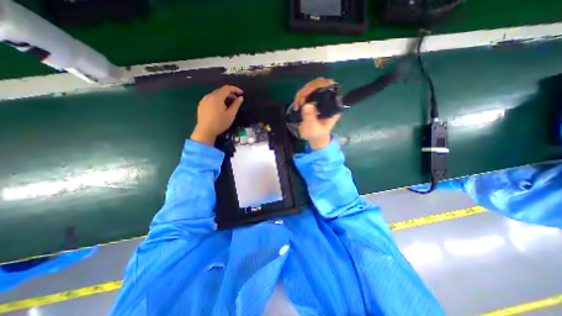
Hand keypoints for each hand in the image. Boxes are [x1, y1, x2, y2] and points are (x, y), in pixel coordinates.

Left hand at [190, 85, 244, 145]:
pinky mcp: (201, 105)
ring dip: (224, 97)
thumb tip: (240, 98)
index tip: (241, 93)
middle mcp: (209, 96)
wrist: (205, 131)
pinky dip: (218, 100)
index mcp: (216, 97)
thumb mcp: (231, 115)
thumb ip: (236, 105)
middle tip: (237, 100)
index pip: (227, 88)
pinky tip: (221, 107)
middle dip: (230, 93)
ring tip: (229, 104)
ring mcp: (204, 100)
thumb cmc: (220, 123)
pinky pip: (211, 99)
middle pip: (221, 90)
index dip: (235, 89)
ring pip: (216, 94)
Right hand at [292, 76, 339, 149]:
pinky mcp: (314, 99)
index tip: (307, 96)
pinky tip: (297, 104)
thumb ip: (310, 118)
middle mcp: (329, 99)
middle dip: (307, 90)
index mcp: (334, 105)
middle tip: (299, 102)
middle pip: (320, 83)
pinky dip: (301, 95)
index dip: (319, 86)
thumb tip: (307, 105)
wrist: (314, 137)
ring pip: (312, 86)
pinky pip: (308, 91)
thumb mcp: (313, 128)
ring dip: (303, 93)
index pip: (330, 87)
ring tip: (297, 105)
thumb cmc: (316, 133)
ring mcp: (321, 98)